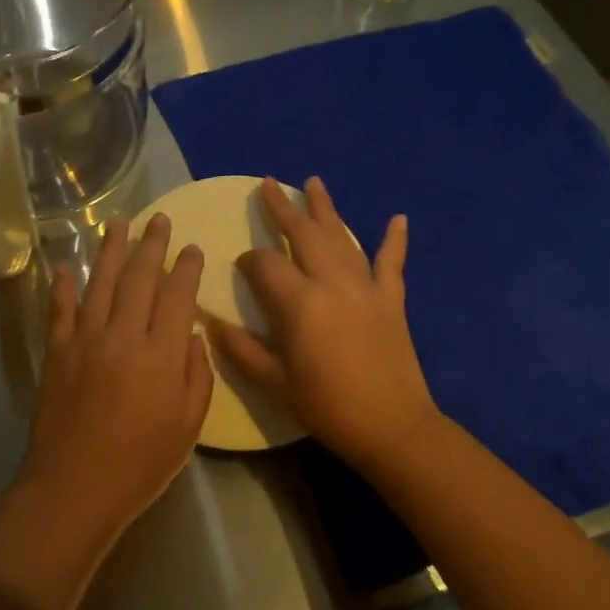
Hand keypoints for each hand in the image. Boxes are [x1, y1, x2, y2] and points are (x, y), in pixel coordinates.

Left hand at [20, 214, 214, 543]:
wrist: (74, 488)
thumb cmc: (140, 464)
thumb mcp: (188, 427)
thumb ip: (196, 376)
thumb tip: (191, 335)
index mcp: (160, 355)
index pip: (176, 297)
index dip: (186, 269)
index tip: (192, 247)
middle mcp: (122, 336)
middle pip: (140, 278)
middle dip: (152, 245)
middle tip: (159, 219)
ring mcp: (84, 340)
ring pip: (101, 282)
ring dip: (111, 250)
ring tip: (119, 223)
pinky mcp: (56, 351)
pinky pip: (60, 309)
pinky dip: (63, 285)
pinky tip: (66, 264)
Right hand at [211, 177, 438, 471]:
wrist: (392, 427)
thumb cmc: (327, 406)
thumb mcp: (274, 383)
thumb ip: (241, 349)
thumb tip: (210, 323)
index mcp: (299, 302)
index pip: (266, 264)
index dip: (249, 261)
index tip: (241, 267)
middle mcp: (332, 283)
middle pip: (304, 234)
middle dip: (283, 208)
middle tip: (268, 183)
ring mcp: (366, 287)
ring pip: (342, 237)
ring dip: (326, 209)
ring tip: (313, 182)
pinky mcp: (391, 299)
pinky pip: (392, 263)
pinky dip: (395, 240)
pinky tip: (399, 218)